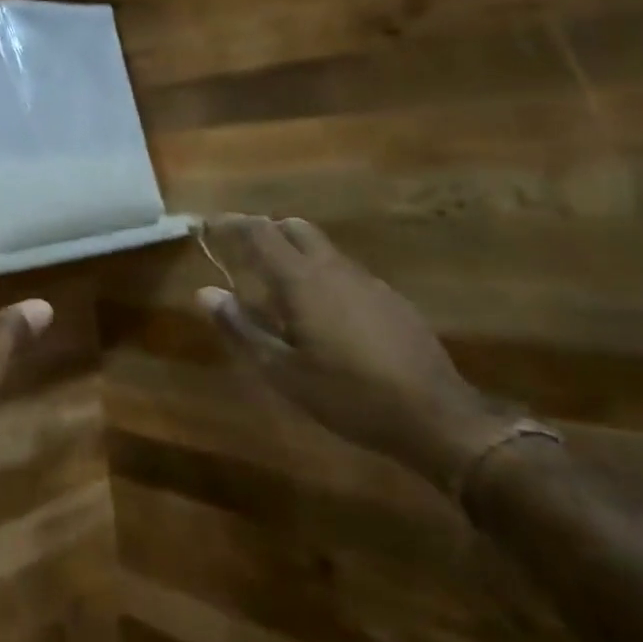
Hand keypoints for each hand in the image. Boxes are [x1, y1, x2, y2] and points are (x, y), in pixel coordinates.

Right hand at [197, 215, 506, 490]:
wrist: (437, 417)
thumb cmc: (348, 395)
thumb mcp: (282, 371)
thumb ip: (241, 328)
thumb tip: (205, 293)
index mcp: (302, 281)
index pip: (260, 232)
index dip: (232, 224)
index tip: (209, 225)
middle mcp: (333, 269)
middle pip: (294, 228)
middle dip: (265, 231)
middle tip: (243, 253)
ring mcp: (367, 282)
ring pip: (322, 249)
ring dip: (294, 254)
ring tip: (278, 288)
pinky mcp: (390, 300)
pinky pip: (345, 272)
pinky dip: (321, 276)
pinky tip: (322, 315)